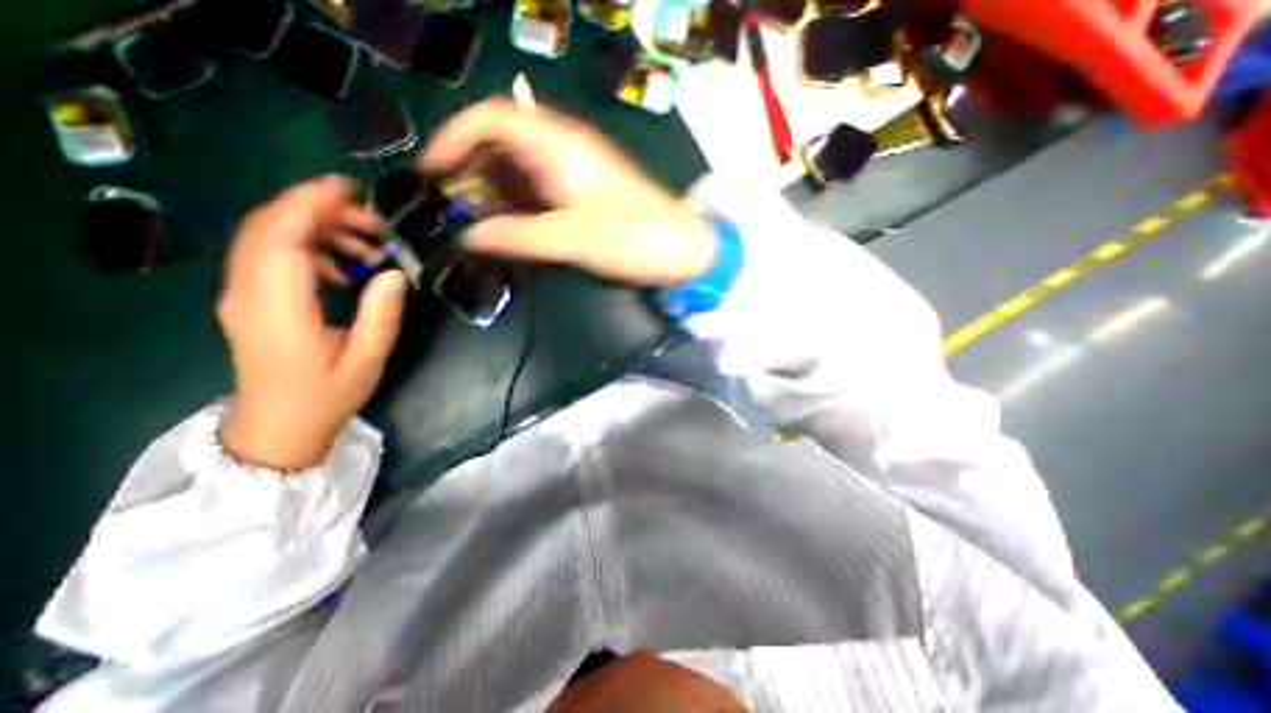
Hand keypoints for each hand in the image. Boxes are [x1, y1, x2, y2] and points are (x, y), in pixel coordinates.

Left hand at [218, 176, 407, 469]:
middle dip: (317, 210)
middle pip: (268, 228)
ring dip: (313, 228)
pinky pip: (268, 257)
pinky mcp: (249, 300)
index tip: (347, 187)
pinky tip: (340, 267)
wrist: (278, 428)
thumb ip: (382, 313)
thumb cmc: (327, 396)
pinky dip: (304, 247)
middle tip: (371, 219)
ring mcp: (243, 296)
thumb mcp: (368, 358)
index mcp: (280, 309)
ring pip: (266, 239)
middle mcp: (249, 293)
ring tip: (364, 242)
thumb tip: (394, 272)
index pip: (280, 238)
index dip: (308, 204)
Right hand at [422, 98, 717, 287]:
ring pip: (521, 170)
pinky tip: (511, 228)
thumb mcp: (575, 239)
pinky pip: (540, 192)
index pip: (493, 119)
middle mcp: (564, 151)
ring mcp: (576, 174)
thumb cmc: (634, 238)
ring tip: (475, 223)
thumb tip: (470, 236)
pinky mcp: (584, 195)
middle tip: (453, 207)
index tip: (433, 170)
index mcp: (560, 146)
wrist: (682, 250)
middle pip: (503, 144)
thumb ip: (521, 236)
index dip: (456, 138)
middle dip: (472, 171)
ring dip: (494, 192)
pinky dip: (519, 206)